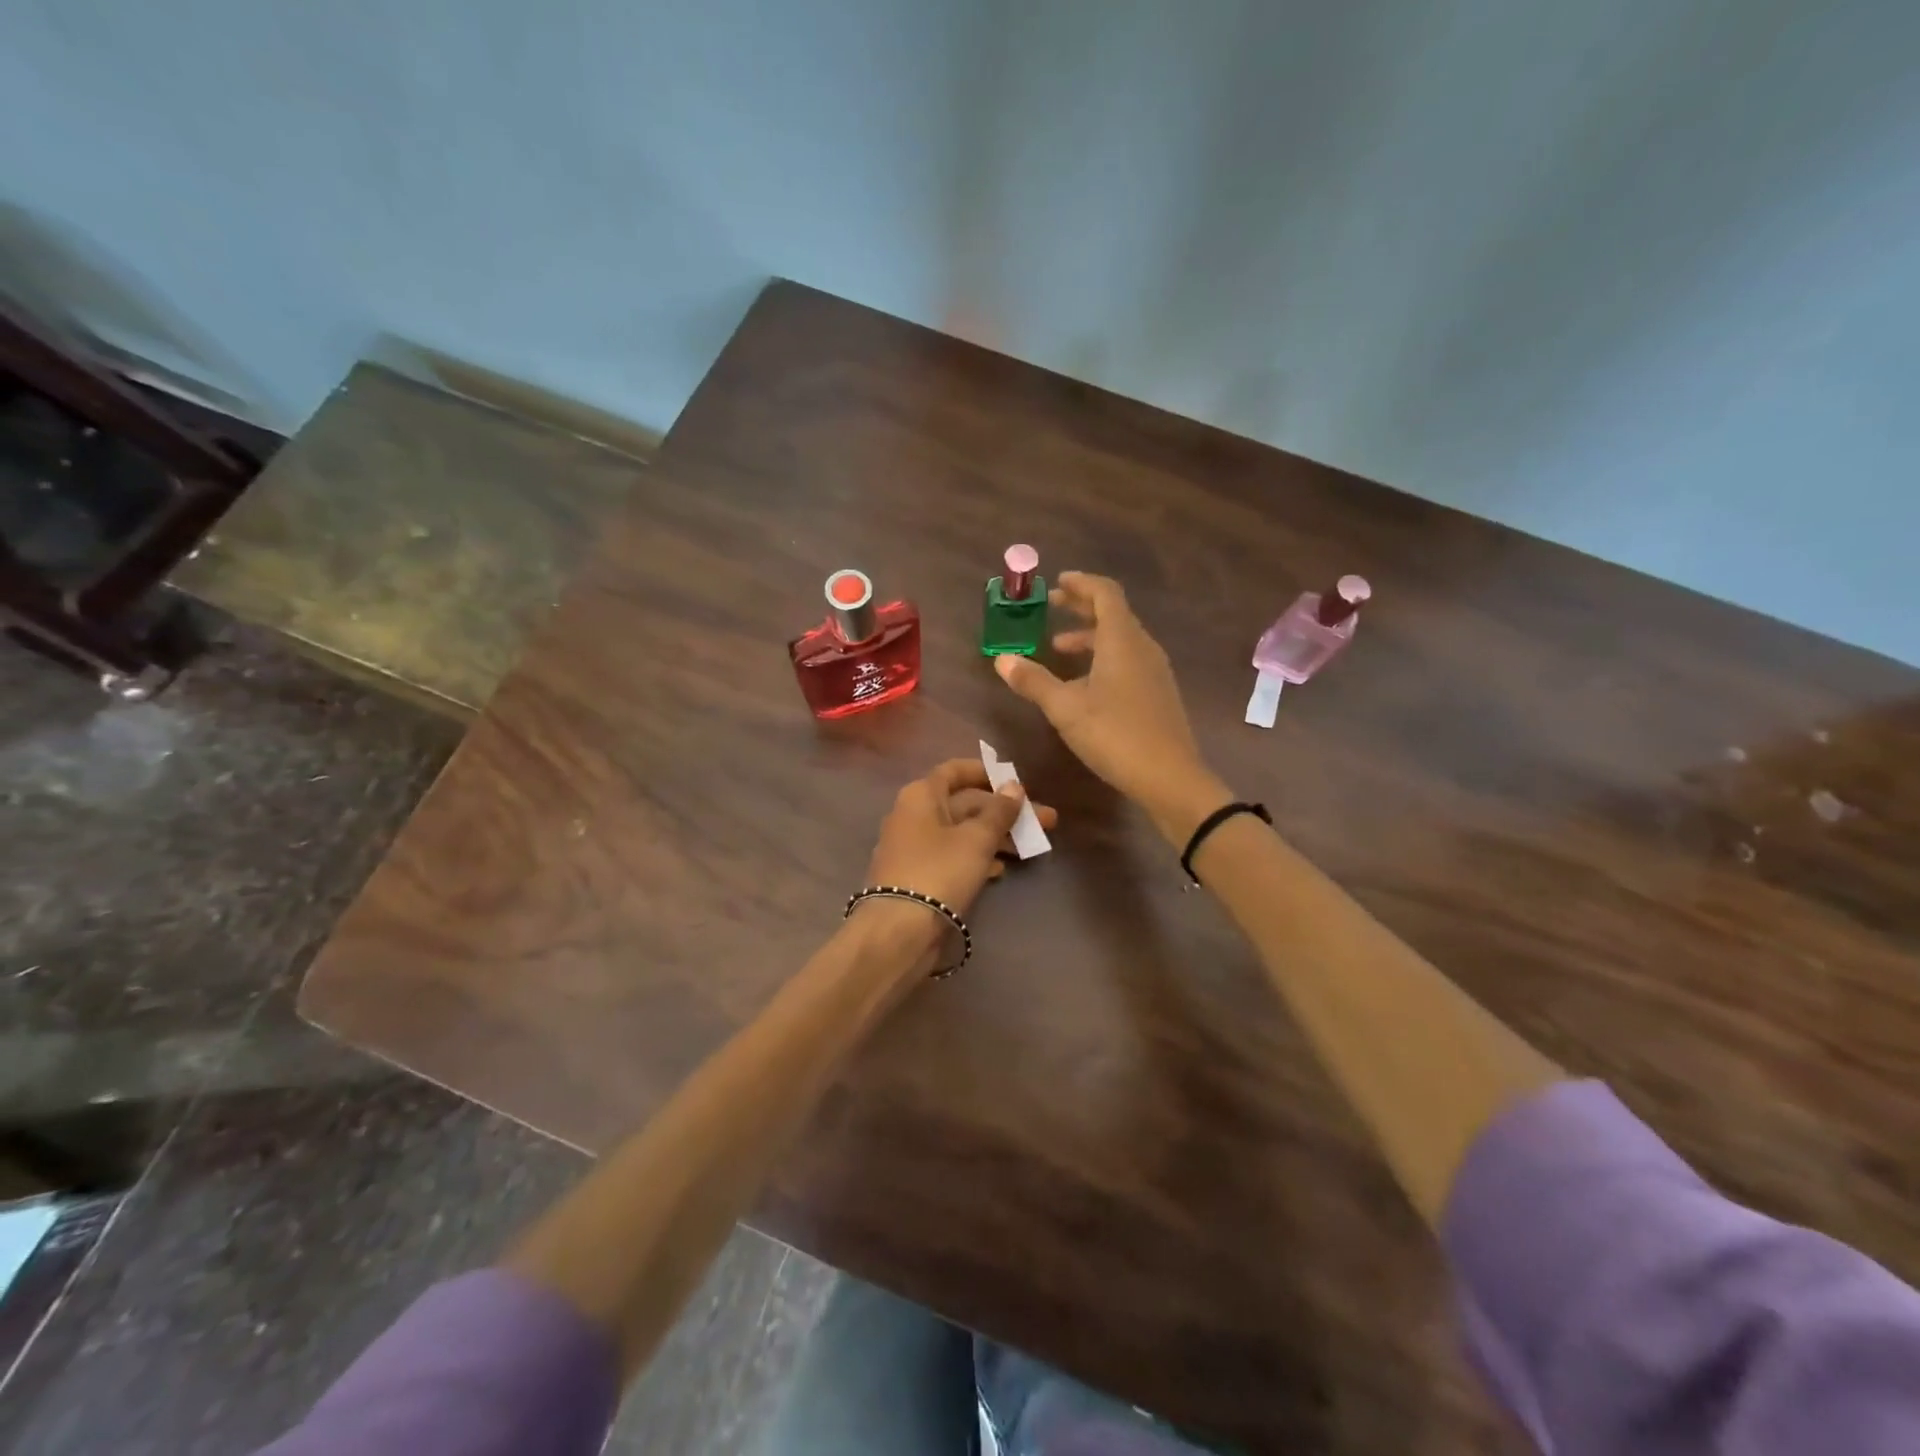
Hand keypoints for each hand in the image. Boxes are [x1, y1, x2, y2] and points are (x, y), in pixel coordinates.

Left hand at [861, 758, 1059, 922]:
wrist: (899, 930)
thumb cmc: (940, 871)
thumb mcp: (977, 839)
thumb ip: (999, 811)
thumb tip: (1014, 786)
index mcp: (921, 795)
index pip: (955, 770)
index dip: (986, 772)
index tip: (1015, 781)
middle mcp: (913, 815)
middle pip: (964, 804)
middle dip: (1004, 811)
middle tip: (1044, 821)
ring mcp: (914, 847)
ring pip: (961, 832)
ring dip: (995, 836)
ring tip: (1031, 847)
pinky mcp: (918, 876)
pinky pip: (952, 856)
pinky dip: (977, 857)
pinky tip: (1002, 869)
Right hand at [995, 572, 1227, 842]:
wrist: (1170, 778)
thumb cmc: (1115, 735)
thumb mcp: (1065, 709)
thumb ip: (1033, 681)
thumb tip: (1002, 659)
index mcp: (1122, 640)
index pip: (1105, 594)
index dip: (1081, 583)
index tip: (1059, 582)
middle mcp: (1143, 648)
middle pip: (1114, 614)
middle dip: (1082, 607)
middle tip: (1054, 606)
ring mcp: (1155, 671)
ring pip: (1121, 640)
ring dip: (1090, 637)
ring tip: (1059, 649)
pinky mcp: (1158, 694)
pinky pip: (1128, 661)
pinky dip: (1103, 658)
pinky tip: (1084, 685)